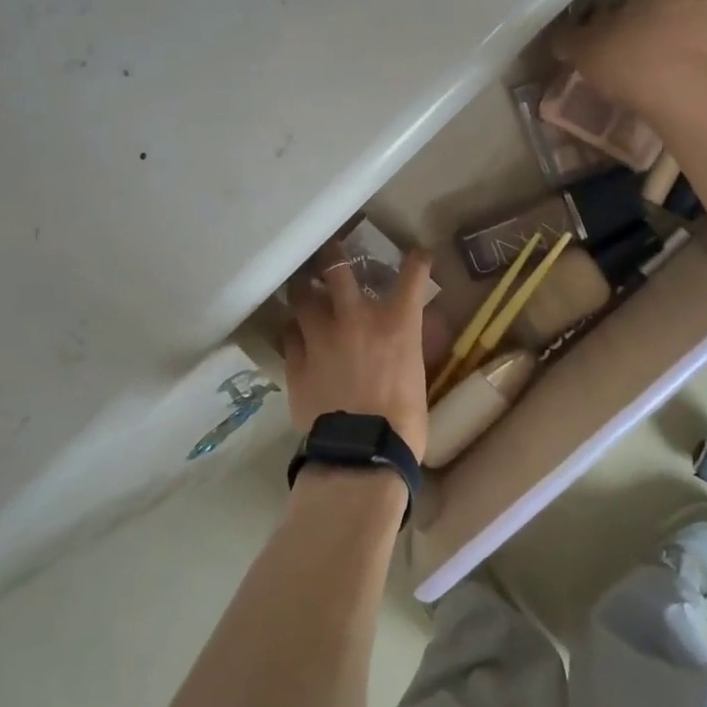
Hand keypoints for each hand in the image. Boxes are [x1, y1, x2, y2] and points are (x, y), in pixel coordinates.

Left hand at [283, 246, 433, 459]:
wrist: (361, 453)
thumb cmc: (402, 421)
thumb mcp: (416, 376)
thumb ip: (407, 346)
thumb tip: (405, 336)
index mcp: (395, 322)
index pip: (412, 276)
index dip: (416, 260)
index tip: (417, 254)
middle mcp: (355, 318)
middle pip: (337, 267)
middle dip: (333, 254)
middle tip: (330, 253)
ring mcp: (320, 336)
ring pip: (302, 295)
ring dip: (304, 288)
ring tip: (303, 287)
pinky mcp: (295, 359)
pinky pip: (288, 332)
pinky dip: (294, 329)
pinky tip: (296, 333)